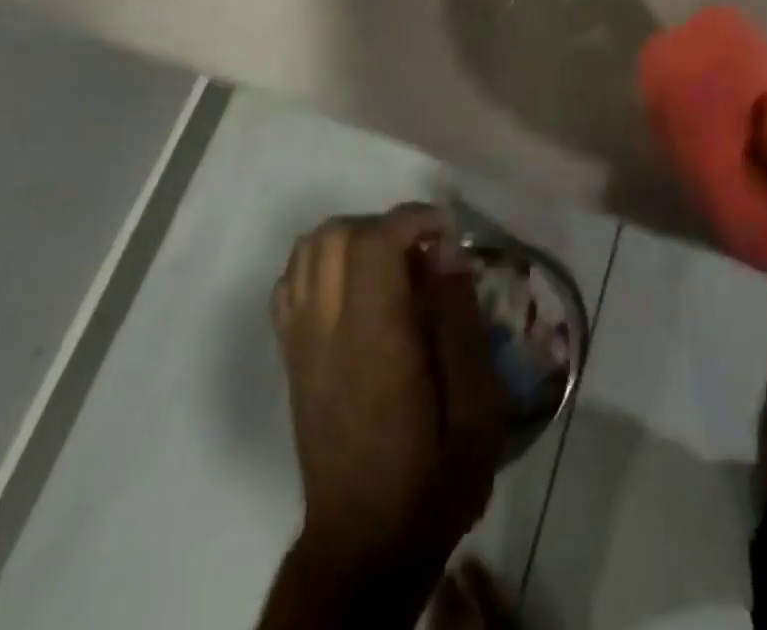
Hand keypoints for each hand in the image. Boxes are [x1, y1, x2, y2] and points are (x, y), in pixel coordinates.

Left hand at [271, 205, 506, 581]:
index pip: (373, 244)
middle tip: (424, 253)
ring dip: (353, 238)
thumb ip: (461, 323)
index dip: (412, 219)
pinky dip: (323, 264)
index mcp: (373, 343)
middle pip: (334, 235)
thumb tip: (448, 252)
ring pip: (307, 251)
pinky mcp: (290, 357)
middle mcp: (326, 332)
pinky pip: (291, 283)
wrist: (364, 548)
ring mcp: (300, 343)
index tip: (448, 233)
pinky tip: (357, 288)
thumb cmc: (431, 479)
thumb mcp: (476, 410)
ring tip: (393, 266)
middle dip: (385, 225)